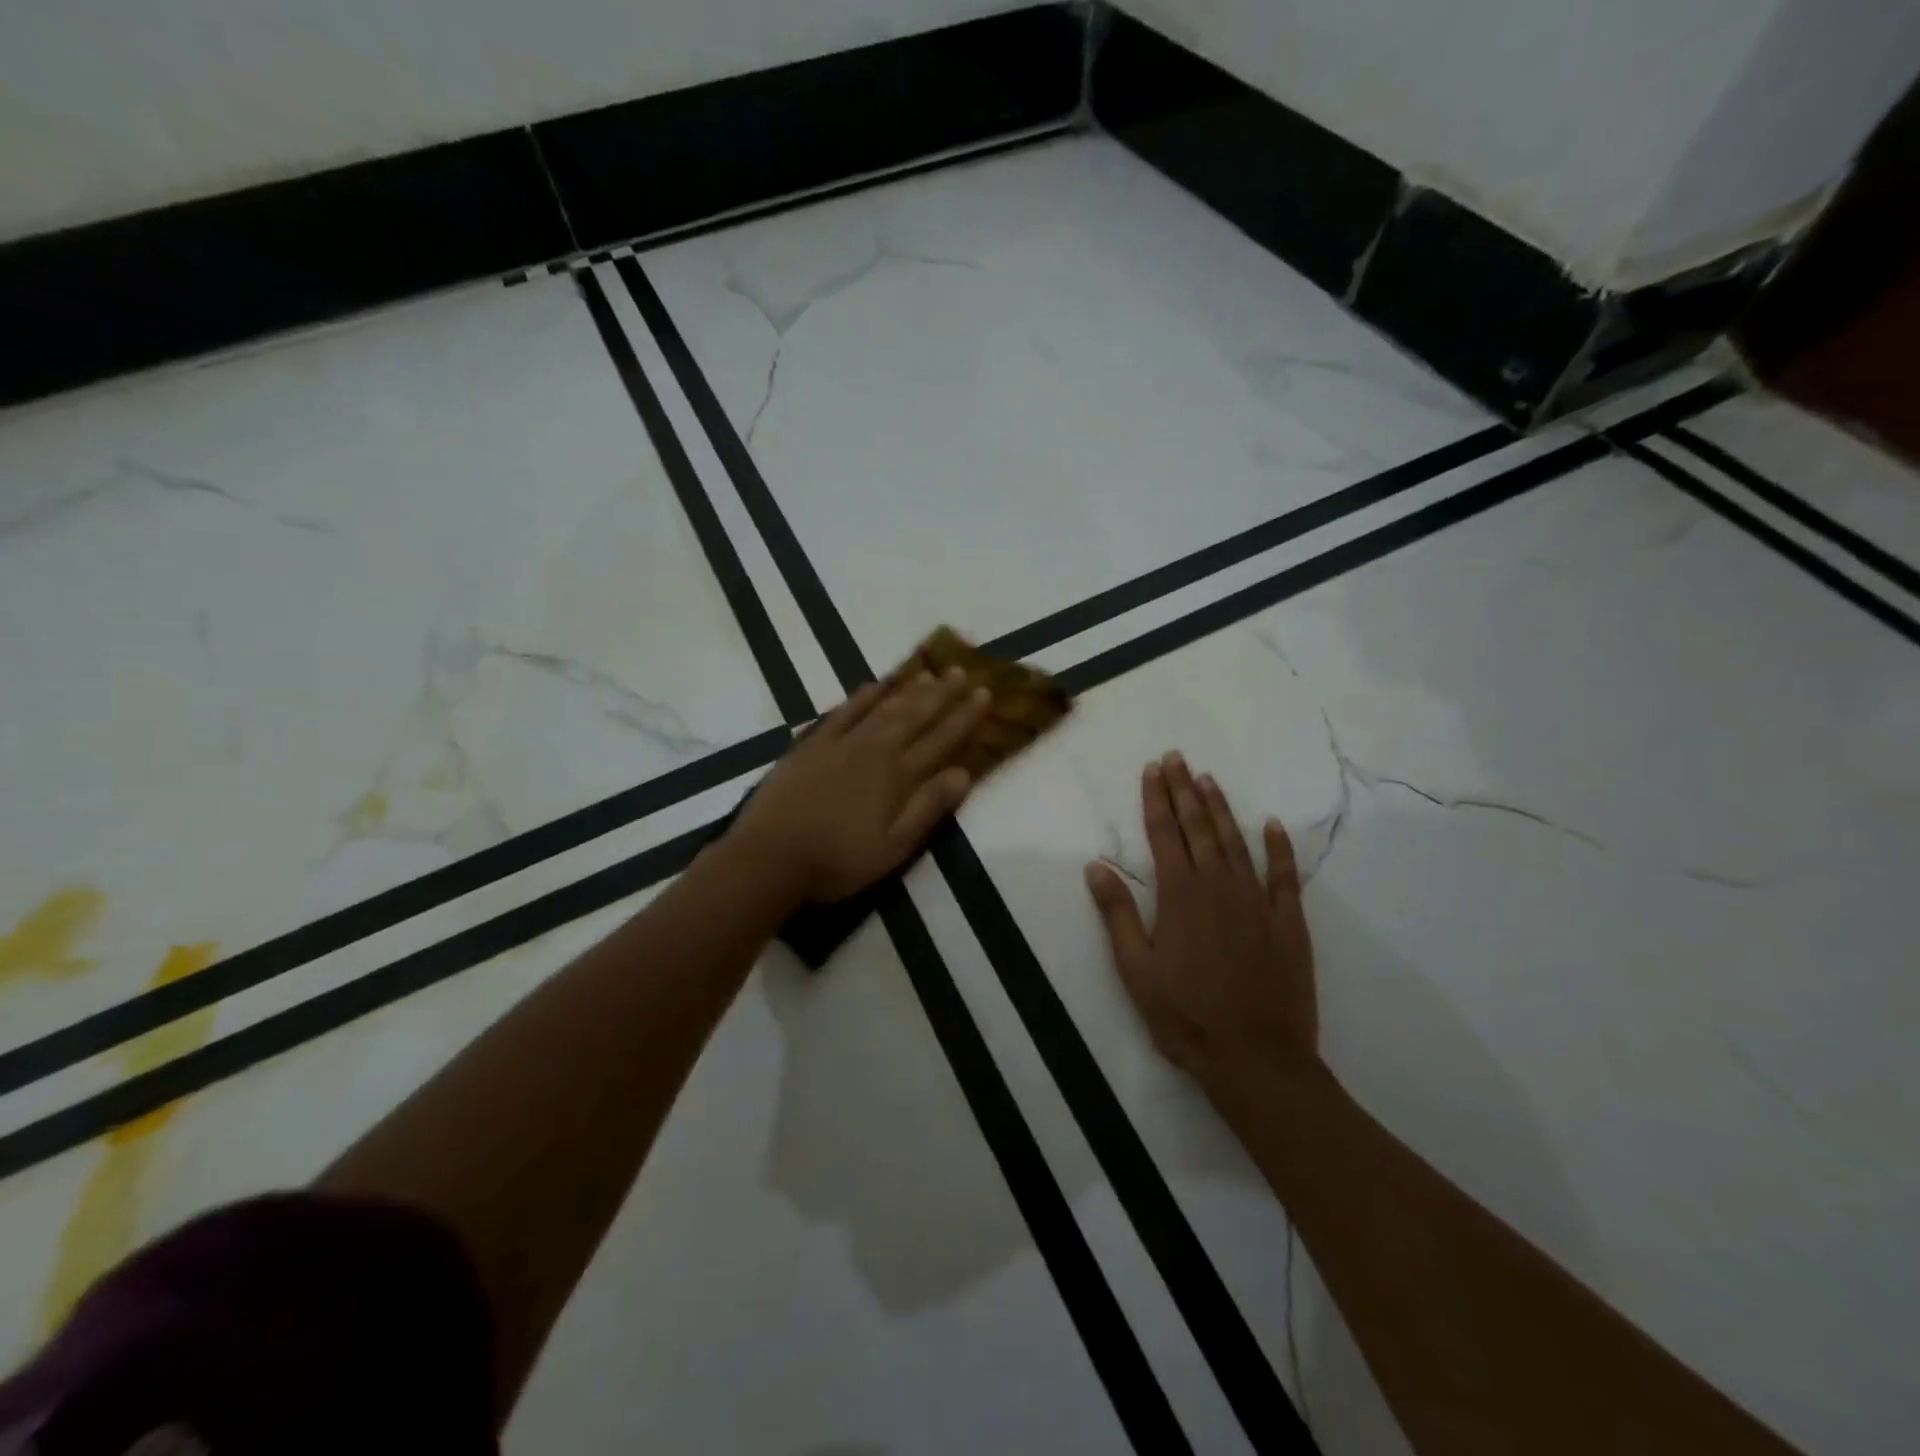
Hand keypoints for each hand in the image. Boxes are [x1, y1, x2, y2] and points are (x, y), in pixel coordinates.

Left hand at [730, 669, 990, 902]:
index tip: (984, 693)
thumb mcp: (894, 847)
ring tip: (929, 673)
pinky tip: (874, 684)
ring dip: (908, 690)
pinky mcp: (812, 745)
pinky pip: (843, 712)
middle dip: (942, 694)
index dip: (964, 717)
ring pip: (883, 708)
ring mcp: (841, 743)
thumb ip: (928, 808)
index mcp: (898, 777)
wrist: (771, 856)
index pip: (940, 740)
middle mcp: (875, 750)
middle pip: (915, 716)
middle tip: (961, 671)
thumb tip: (963, 773)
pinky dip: (862, 696)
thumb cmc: (838, 860)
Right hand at [1085, 752, 1318, 1092]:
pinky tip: (1272, 825)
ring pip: (1236, 842)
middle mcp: (1218, 886)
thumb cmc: (1185, 1016)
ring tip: (1209, 779)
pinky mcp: (1287, 922)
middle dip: (1185, 790)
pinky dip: (1278, 847)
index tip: (1153, 769)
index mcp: (1179, 896)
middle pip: (1198, 827)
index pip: (1164, 834)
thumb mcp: (1136, 970)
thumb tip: (1095, 867)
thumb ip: (1117, 914)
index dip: (1156, 799)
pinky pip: (1284, 875)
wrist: (1256, 1058)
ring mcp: (1257, 901)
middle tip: (1177, 757)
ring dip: (1221, 808)